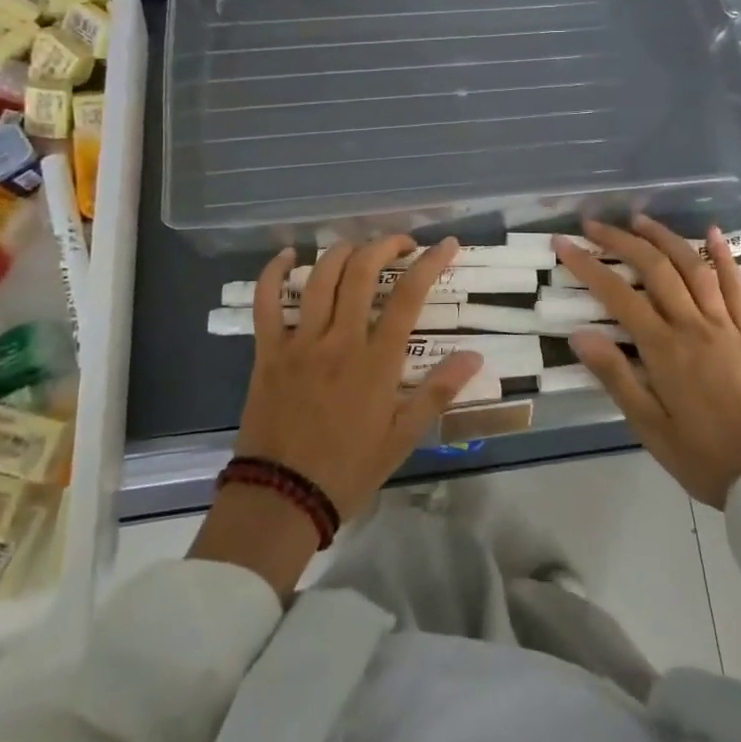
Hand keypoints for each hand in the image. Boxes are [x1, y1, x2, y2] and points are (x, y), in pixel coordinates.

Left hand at [193, 236, 485, 593]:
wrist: (281, 498)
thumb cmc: (348, 469)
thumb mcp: (402, 438)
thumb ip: (438, 392)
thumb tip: (474, 356)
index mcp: (376, 361)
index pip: (408, 296)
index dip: (430, 263)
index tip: (445, 244)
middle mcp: (339, 341)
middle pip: (362, 272)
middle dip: (385, 245)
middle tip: (401, 243)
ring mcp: (300, 342)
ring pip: (320, 277)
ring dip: (342, 252)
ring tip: (359, 247)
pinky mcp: (268, 350)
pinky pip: (266, 301)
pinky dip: (274, 272)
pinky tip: (289, 255)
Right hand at [556, 216, 740, 507]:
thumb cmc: (699, 455)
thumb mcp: (647, 426)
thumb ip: (615, 376)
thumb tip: (580, 334)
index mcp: (665, 350)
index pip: (617, 295)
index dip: (587, 265)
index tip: (564, 244)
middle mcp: (694, 326)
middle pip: (655, 269)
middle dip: (621, 241)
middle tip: (595, 225)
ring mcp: (725, 326)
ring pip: (694, 268)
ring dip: (665, 238)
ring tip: (640, 220)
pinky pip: (737, 286)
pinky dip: (724, 256)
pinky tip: (712, 233)